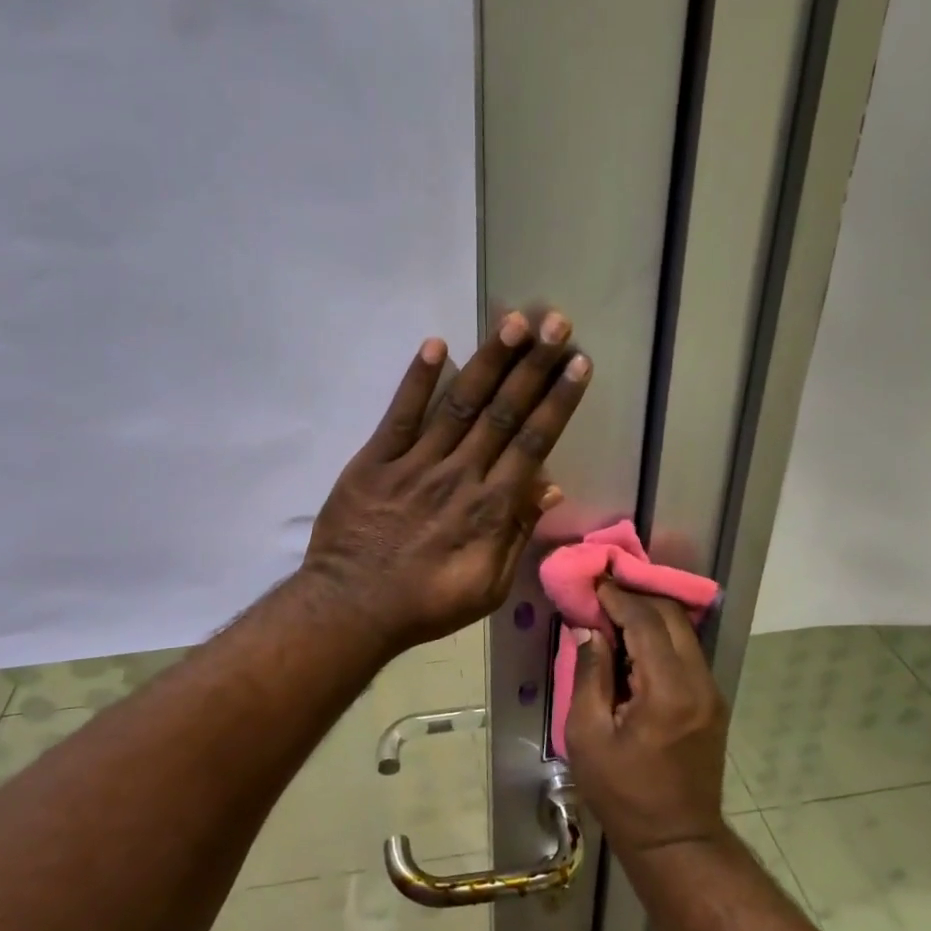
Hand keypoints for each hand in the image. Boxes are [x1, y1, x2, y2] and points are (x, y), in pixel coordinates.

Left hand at [304, 310, 590, 652]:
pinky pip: (400, 415)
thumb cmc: (426, 604)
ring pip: (459, 404)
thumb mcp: (489, 586)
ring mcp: (416, 464)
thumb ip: (518, 533)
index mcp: (491, 507)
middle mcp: (460, 475)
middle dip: (533, 366)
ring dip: (489, 361)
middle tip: (556, 323)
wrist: (352, 608)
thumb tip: (550, 486)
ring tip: (514, 322)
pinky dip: (417, 380)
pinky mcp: (375, 460)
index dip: (558, 401)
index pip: (533, 443)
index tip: (578, 364)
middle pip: (503, 412)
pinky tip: (435, 345)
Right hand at [566, 583, 731, 860]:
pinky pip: (686, 653)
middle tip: (603, 592)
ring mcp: (711, 691)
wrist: (677, 838)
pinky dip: (661, 637)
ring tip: (614, 612)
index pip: (646, 622)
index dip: (618, 597)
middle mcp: (699, 682)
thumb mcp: (588, 735)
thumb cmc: (623, 792)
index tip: (593, 582)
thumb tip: (591, 631)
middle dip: (637, 597)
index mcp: (668, 690)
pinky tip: (634, 643)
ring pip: (683, 632)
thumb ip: (590, 675)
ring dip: (650, 616)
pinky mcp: (712, 701)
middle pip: (672, 617)